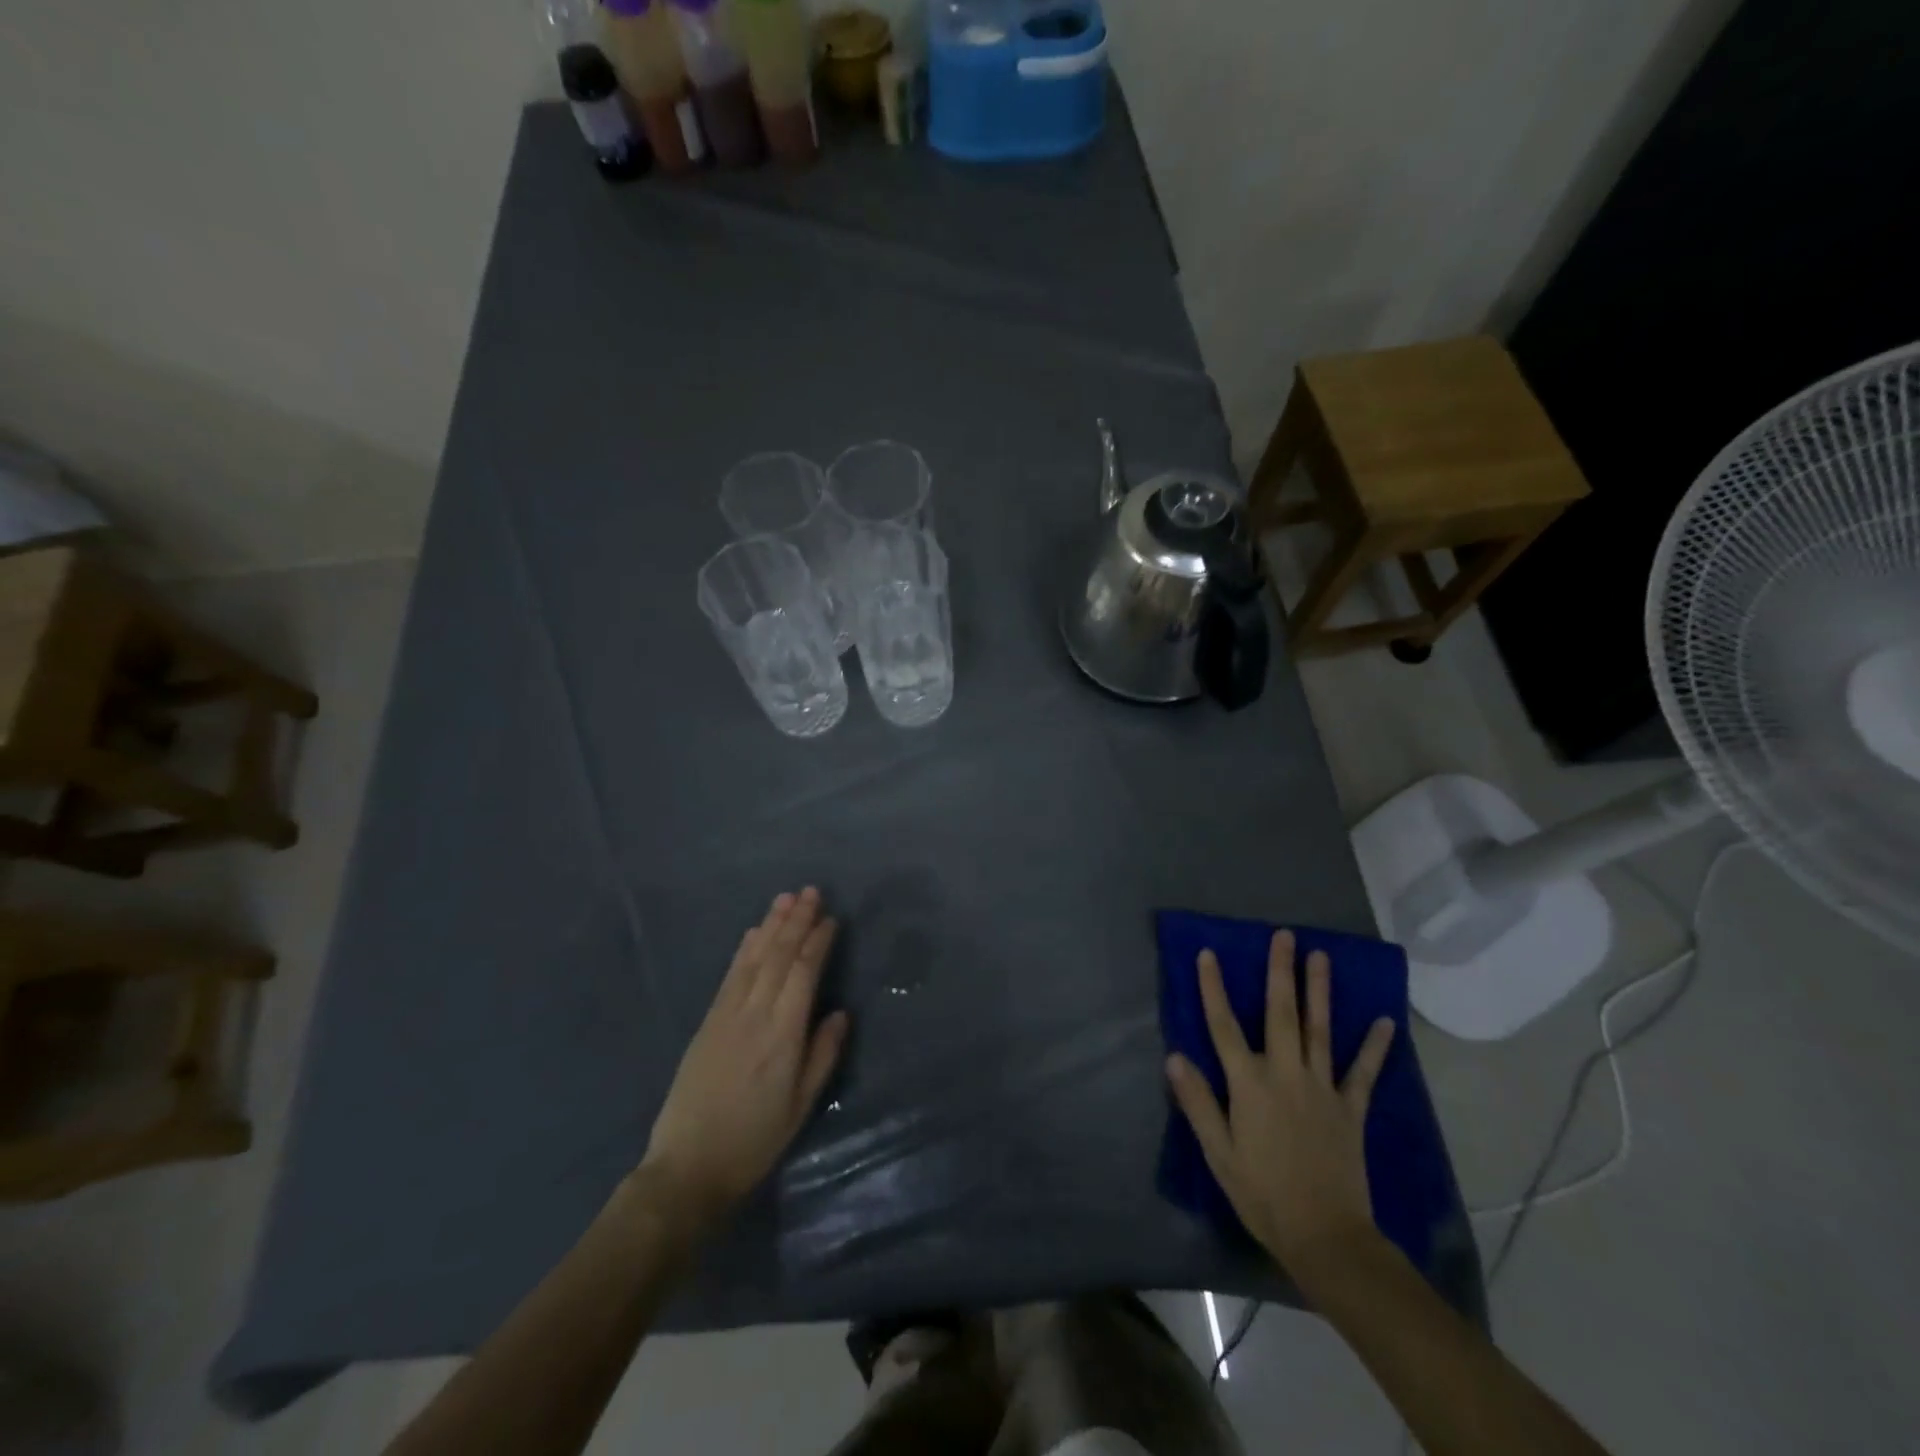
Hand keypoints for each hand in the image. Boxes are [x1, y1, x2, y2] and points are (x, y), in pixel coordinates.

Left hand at [642, 888, 848, 1224]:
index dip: (818, 942)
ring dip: (771, 925)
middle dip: (796, 921)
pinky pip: (730, 975)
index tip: (831, 919)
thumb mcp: (800, 1106)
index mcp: (783, 1035)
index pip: (803, 973)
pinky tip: (753, 932)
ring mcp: (727, 1015)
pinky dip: (744, 949)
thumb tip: (840, 1013)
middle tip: (811, 891)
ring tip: (786, 898)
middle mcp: (755, 1015)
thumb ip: (822, 1056)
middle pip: (779, 956)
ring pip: (753, 959)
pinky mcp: (708, 1021)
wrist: (687, 1166)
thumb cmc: (754, 1141)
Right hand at [1164, 931, 1395, 1278]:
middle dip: (1280, 972)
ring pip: (1320, 1030)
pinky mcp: (1351, 1109)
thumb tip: (1175, 1056)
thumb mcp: (1218, 1152)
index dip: (1213, 988)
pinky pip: (1363, 1072)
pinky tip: (1385, 1022)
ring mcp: (1322, 1089)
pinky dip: (1374, 1047)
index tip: (1208, 954)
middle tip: (1284, 936)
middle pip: (1280, 1014)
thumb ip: (1197, 1102)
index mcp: (1248, 1084)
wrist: (1326, 1237)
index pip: (1224, 1026)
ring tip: (1321, 957)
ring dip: (1319, 991)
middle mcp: (1285, 1074)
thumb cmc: (1262, 1193)